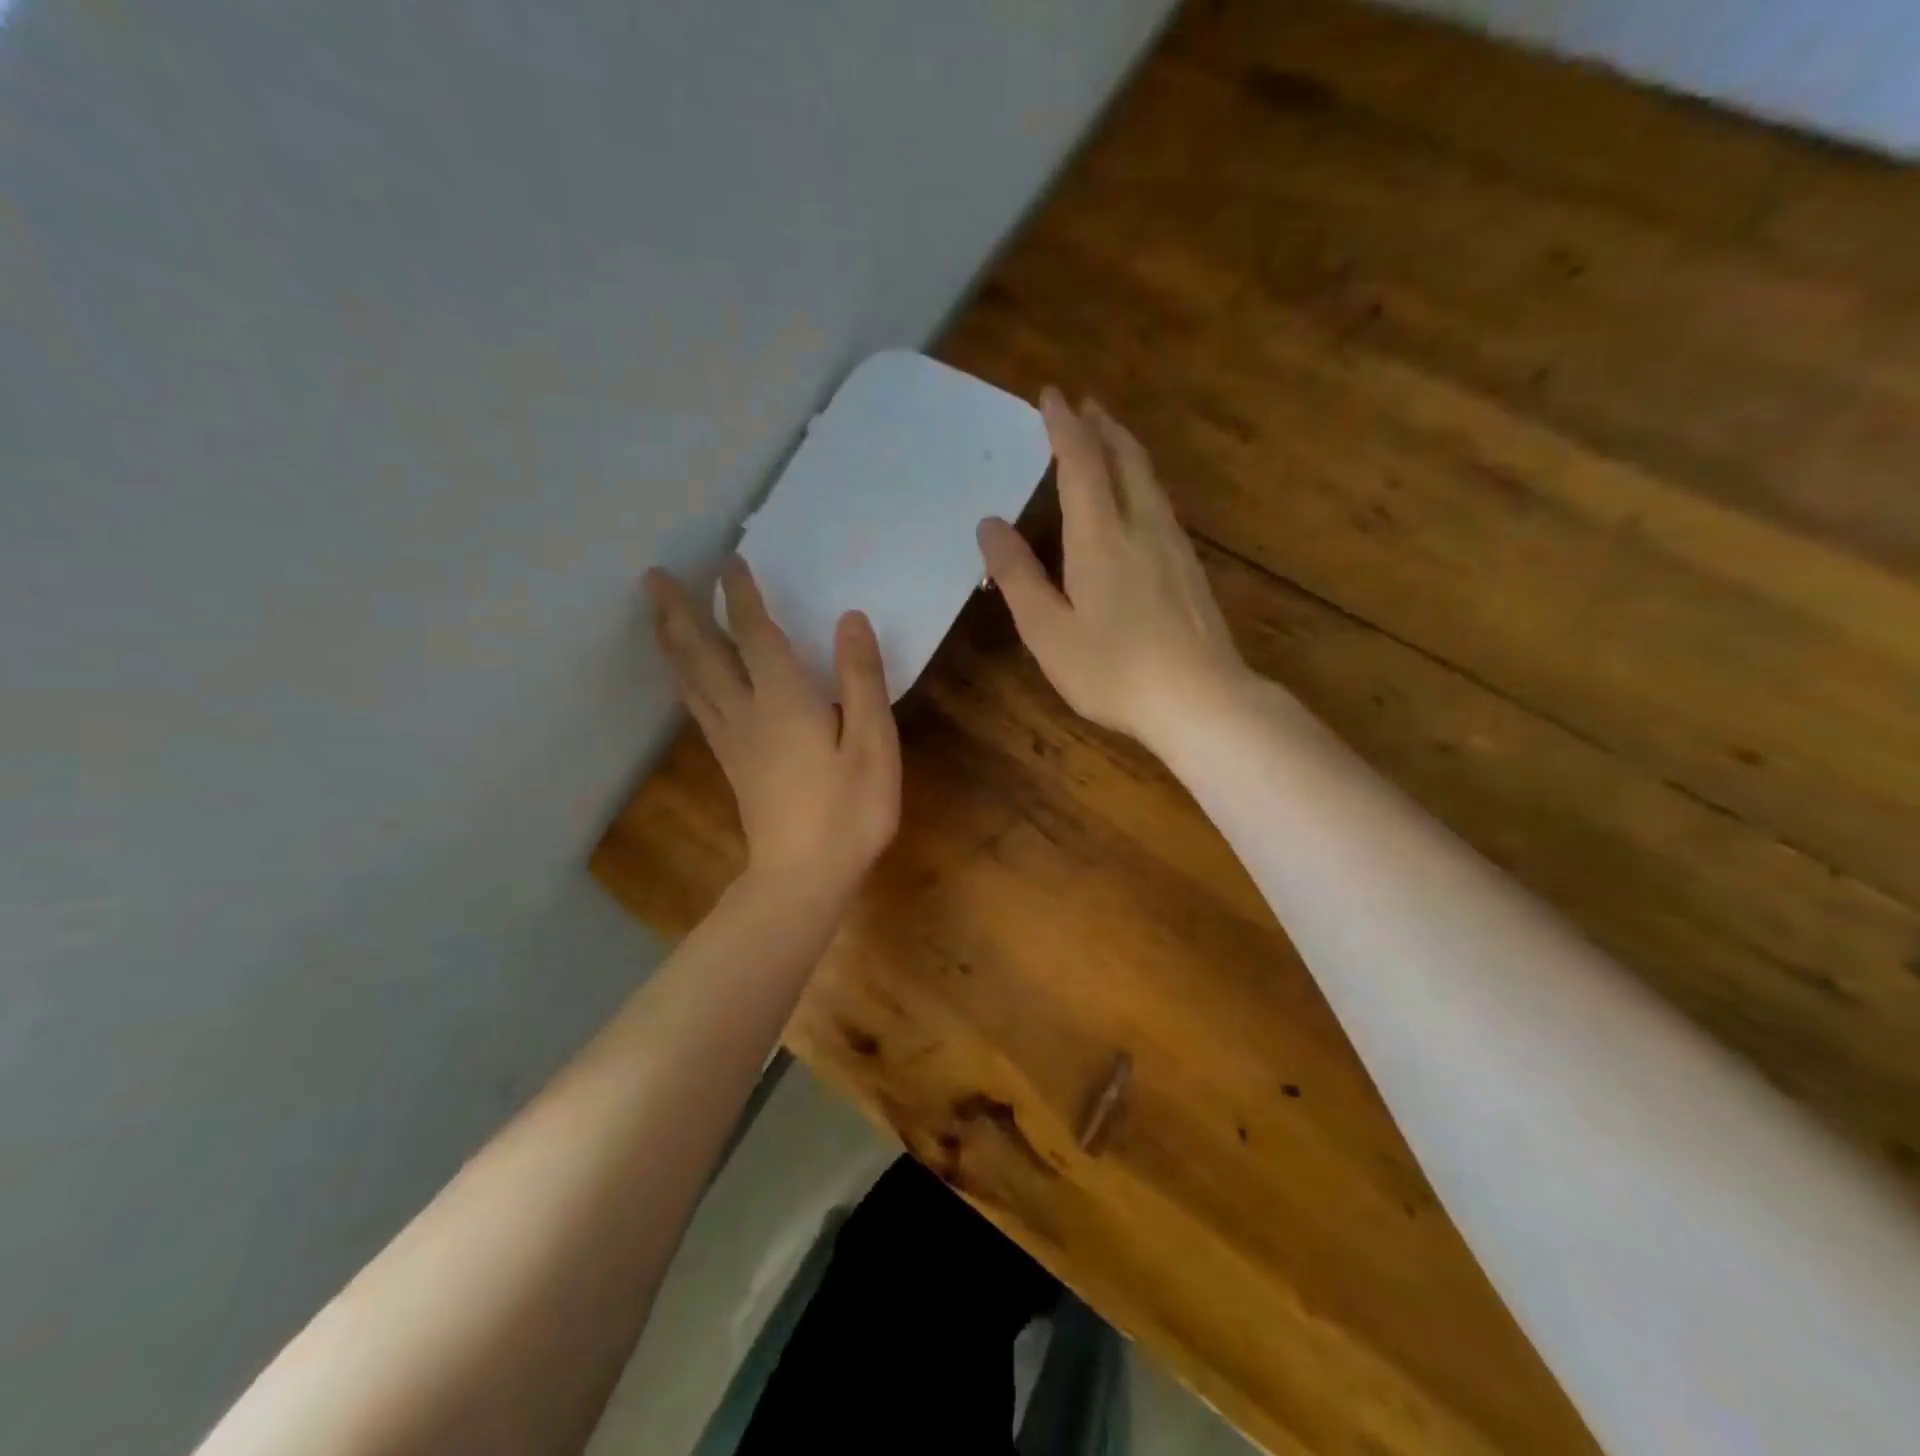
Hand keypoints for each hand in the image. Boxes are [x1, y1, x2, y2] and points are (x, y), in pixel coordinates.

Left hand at [645, 558, 900, 902]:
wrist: (805, 878)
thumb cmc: (849, 811)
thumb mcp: (873, 743)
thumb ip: (862, 678)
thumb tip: (849, 619)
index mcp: (783, 700)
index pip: (754, 633)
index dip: (741, 595)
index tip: (729, 560)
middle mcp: (746, 712)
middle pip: (702, 654)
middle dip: (678, 612)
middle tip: (653, 577)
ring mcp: (732, 741)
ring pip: (691, 681)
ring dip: (671, 643)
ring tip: (656, 616)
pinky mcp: (731, 764)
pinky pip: (697, 707)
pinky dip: (684, 680)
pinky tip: (684, 679)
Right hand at [977, 388, 1247, 751]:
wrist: (1201, 700)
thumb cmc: (1114, 670)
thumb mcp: (1048, 631)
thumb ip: (1018, 576)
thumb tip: (989, 525)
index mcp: (1101, 536)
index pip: (1081, 462)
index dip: (1064, 425)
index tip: (1051, 394)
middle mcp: (1142, 527)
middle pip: (1125, 458)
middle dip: (1102, 427)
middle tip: (1085, 405)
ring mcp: (1174, 546)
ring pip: (1149, 479)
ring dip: (1125, 450)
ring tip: (1108, 439)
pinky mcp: (1190, 569)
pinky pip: (1160, 505)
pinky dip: (1141, 482)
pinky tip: (1138, 501)